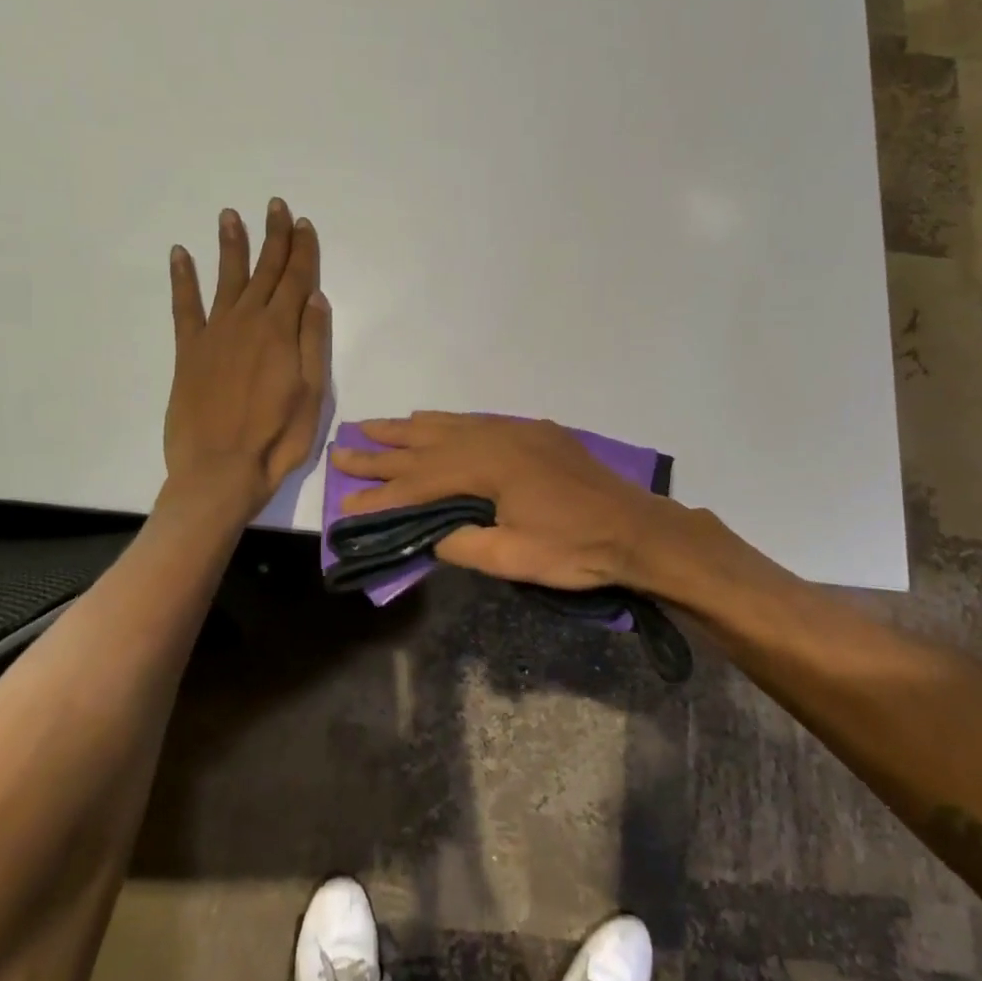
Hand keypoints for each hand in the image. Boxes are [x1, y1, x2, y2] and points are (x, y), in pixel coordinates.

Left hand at [165, 199, 329, 511]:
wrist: (219, 471)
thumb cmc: (277, 439)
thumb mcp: (312, 394)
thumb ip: (313, 342)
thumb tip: (315, 297)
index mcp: (281, 332)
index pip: (296, 280)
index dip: (302, 251)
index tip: (303, 223)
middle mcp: (248, 322)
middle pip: (265, 271)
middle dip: (273, 237)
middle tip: (275, 206)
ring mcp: (215, 334)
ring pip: (226, 279)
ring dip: (231, 246)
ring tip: (231, 215)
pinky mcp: (189, 352)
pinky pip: (184, 306)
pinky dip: (181, 279)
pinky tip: (180, 255)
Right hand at [330, 413, 669, 590]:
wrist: (638, 529)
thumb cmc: (576, 550)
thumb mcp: (513, 559)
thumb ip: (461, 544)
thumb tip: (428, 534)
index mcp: (489, 466)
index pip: (422, 481)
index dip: (383, 493)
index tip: (347, 500)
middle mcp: (497, 438)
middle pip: (428, 443)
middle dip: (384, 451)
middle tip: (343, 450)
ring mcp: (518, 431)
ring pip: (451, 425)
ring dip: (410, 428)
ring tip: (374, 427)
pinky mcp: (535, 433)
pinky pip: (478, 421)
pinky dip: (447, 422)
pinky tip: (432, 421)